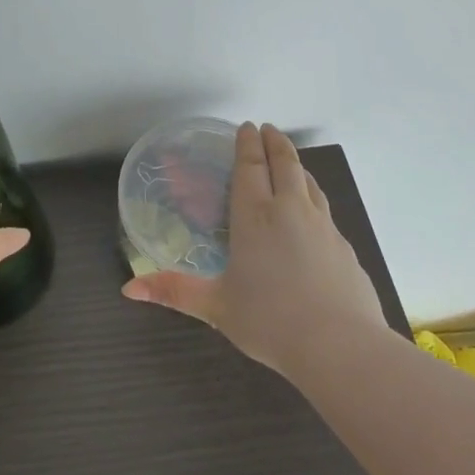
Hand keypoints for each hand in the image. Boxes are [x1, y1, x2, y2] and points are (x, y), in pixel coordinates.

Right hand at [121, 122, 386, 375]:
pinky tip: (313, 214)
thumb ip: (174, 291)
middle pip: (285, 164)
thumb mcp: (216, 306)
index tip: (247, 127)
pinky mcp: (345, 248)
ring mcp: (323, 227)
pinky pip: (325, 210)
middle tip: (267, 129)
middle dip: (275, 142)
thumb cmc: (270, 321)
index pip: (251, 167)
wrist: (341, 347)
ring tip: (290, 162)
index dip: (248, 144)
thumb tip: (129, 288)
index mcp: (255, 217)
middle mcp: (291, 211)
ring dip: (297, 166)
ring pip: (310, 183)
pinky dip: (314, 197)